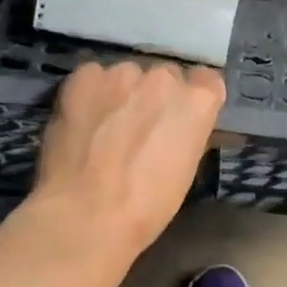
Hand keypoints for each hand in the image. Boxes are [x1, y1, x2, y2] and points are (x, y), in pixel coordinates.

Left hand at [32, 60, 224, 256]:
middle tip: (137, 128)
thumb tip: (173, 128)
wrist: (85, 214)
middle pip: (164, 77)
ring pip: (126, 76)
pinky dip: (89, 94)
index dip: (190, 101)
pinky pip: (92, 77)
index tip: (178, 119)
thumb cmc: (145, 206)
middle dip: (154, 97)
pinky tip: (80, 120)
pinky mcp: (85, 75)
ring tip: (102, 126)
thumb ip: (184, 134)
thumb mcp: (184, 170)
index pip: (206, 81)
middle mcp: (165, 77)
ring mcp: (123, 72)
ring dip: (120, 94)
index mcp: (198, 101)